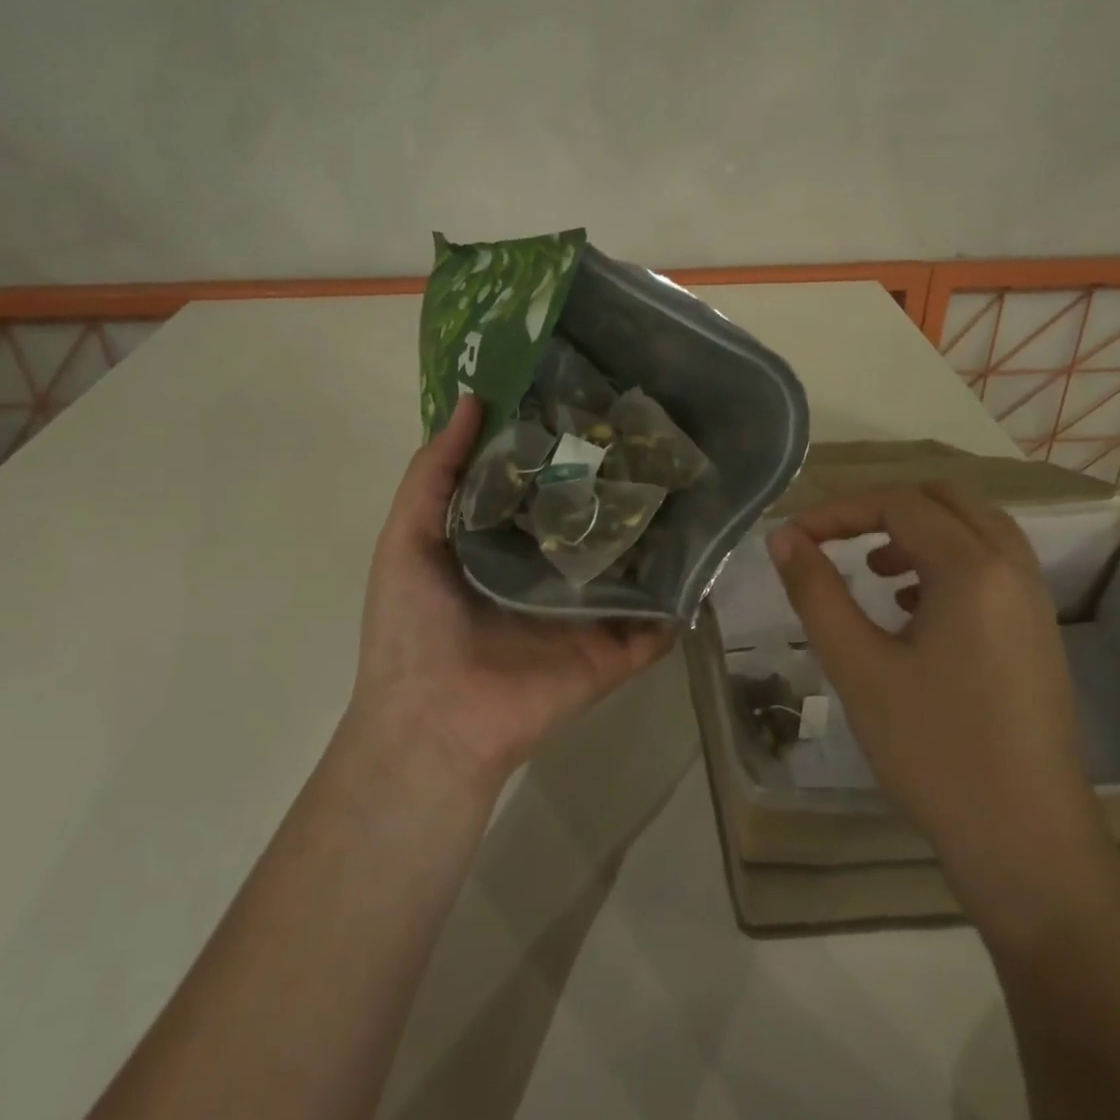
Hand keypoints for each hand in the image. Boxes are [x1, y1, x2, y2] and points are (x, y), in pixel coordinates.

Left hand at [349, 396, 674, 791]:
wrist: (434, 723)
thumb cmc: (411, 627)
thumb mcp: (407, 537)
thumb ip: (435, 472)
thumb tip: (474, 399)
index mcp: (505, 542)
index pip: (544, 482)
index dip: (563, 443)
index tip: (593, 396)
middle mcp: (552, 569)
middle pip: (595, 517)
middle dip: (620, 478)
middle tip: (657, 429)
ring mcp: (589, 609)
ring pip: (635, 560)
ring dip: (661, 527)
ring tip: (696, 474)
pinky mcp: (618, 647)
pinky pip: (660, 616)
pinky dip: (685, 590)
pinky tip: (712, 545)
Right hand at [767, 481, 1114, 925]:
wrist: (1027, 843)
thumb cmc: (933, 751)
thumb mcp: (858, 667)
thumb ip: (816, 592)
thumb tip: (784, 538)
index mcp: (972, 568)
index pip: (897, 504)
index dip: (837, 510)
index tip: (793, 537)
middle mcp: (1012, 568)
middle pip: (945, 498)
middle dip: (882, 507)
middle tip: (835, 537)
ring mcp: (1034, 600)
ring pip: (974, 529)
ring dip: (919, 531)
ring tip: (874, 570)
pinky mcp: (1037, 632)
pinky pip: (992, 566)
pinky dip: (947, 562)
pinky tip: (912, 609)